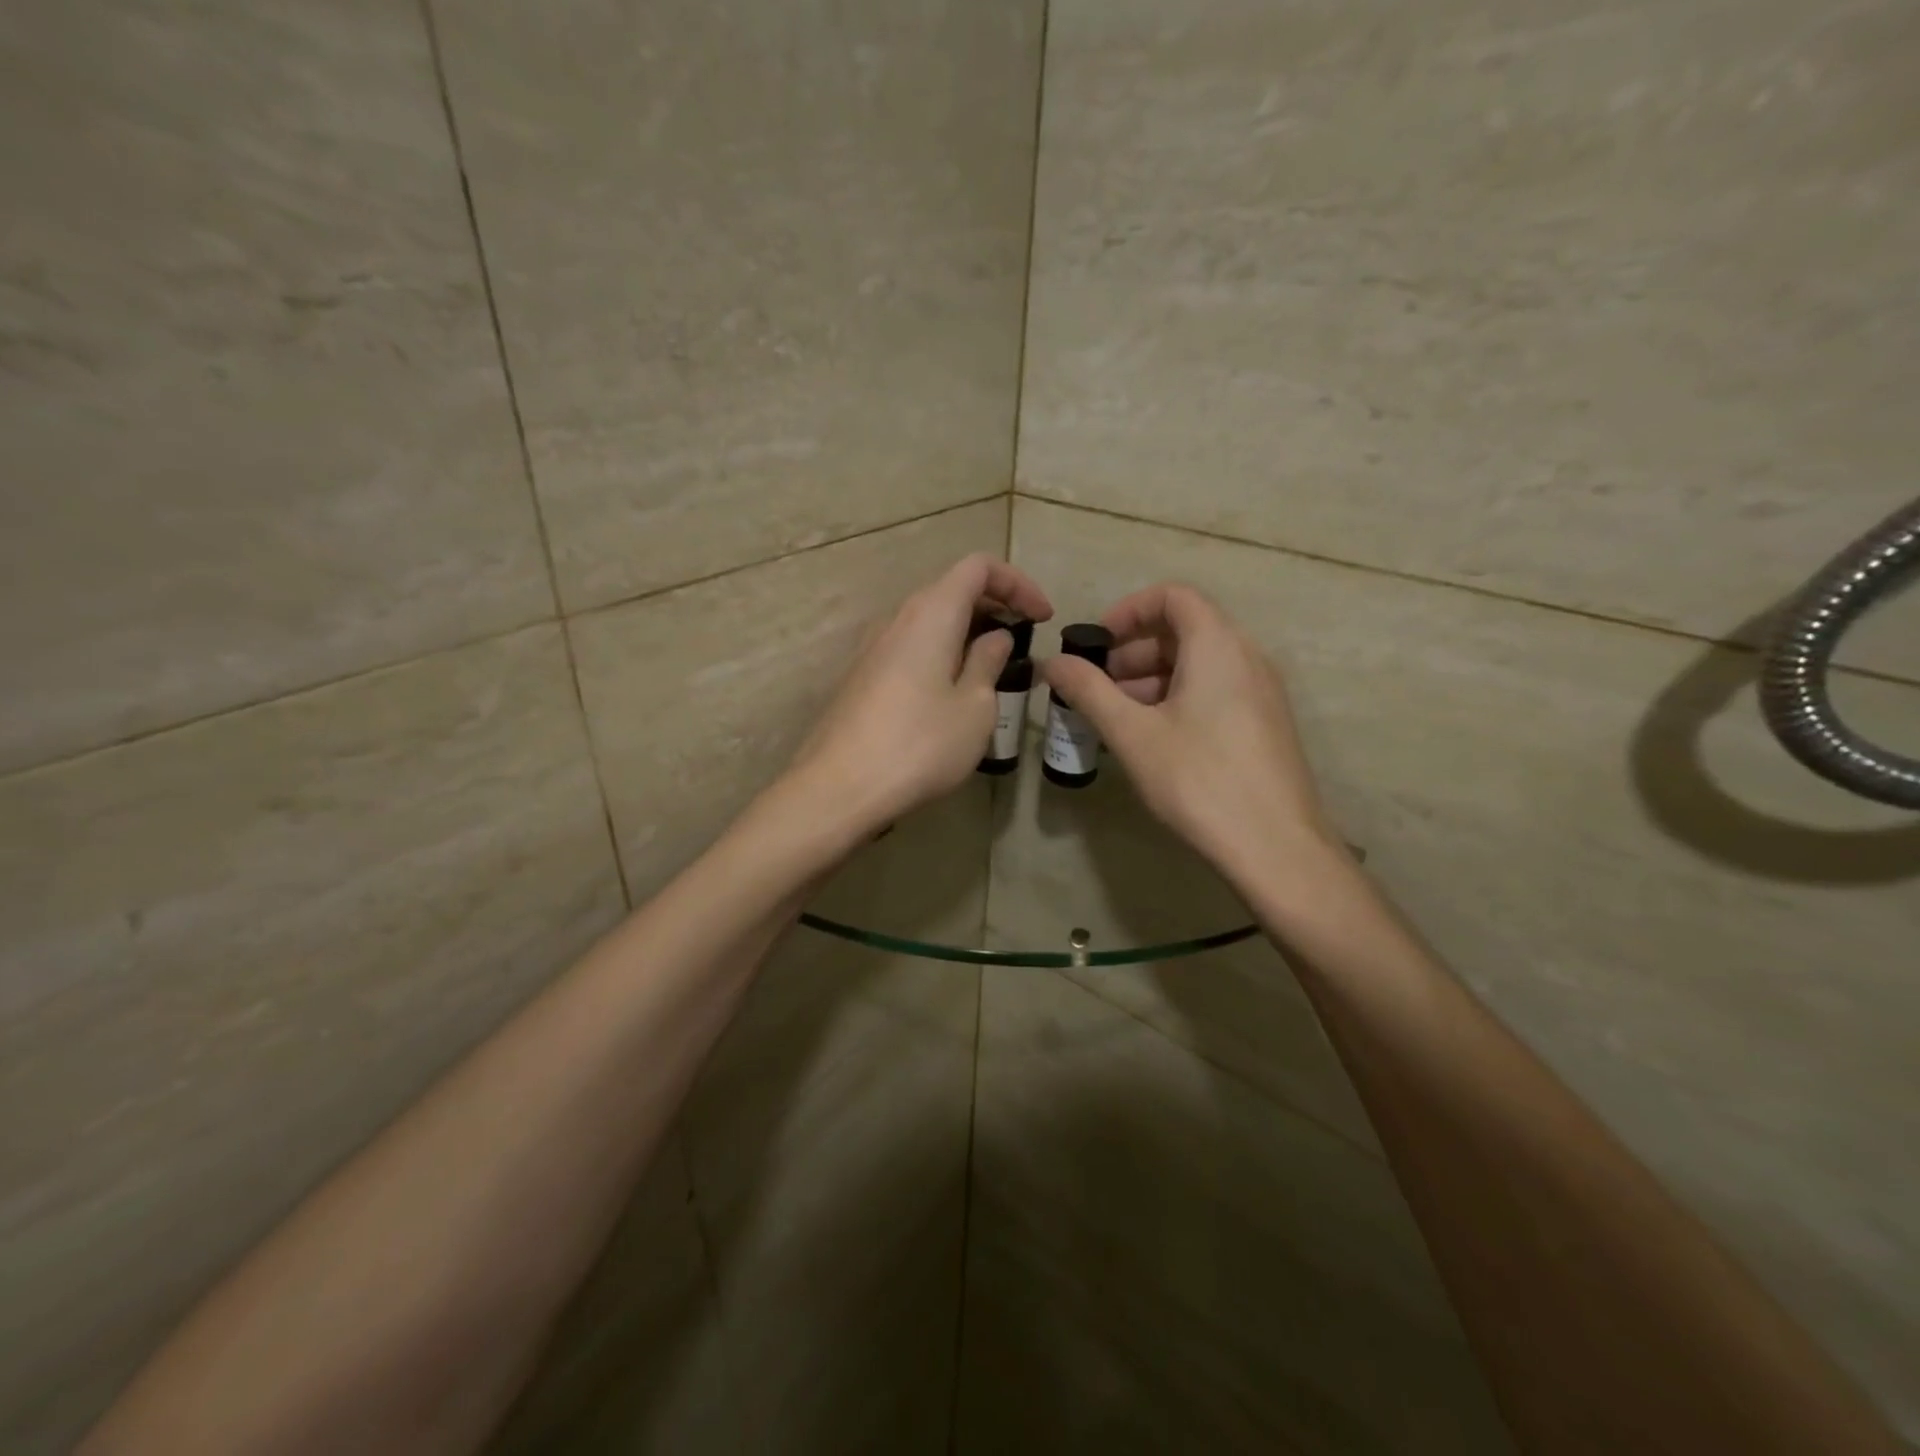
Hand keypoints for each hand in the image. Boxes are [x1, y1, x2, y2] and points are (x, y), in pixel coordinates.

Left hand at [784, 553, 1052, 837]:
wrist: (839, 788)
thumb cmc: (919, 745)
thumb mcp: (975, 707)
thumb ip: (988, 662)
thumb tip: (995, 637)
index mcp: (931, 613)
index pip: (978, 567)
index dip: (1017, 583)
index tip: (1042, 618)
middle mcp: (897, 618)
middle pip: (952, 589)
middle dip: (995, 605)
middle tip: (1024, 640)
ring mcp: (873, 647)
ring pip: (929, 619)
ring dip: (967, 631)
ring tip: (993, 667)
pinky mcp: (862, 675)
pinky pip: (910, 645)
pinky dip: (941, 651)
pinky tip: (953, 690)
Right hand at [1040, 583, 1348, 888]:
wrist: (1275, 846)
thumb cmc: (1198, 780)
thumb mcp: (1132, 734)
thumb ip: (1089, 691)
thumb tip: (1054, 662)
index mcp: (1217, 645)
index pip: (1173, 596)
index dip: (1128, 610)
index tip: (1097, 644)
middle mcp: (1246, 657)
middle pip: (1185, 630)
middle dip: (1133, 651)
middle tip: (1097, 686)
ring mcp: (1261, 692)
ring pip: (1199, 664)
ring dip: (1152, 678)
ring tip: (1116, 717)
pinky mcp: (1264, 723)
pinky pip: (1215, 690)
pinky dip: (1178, 698)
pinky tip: (1151, 739)